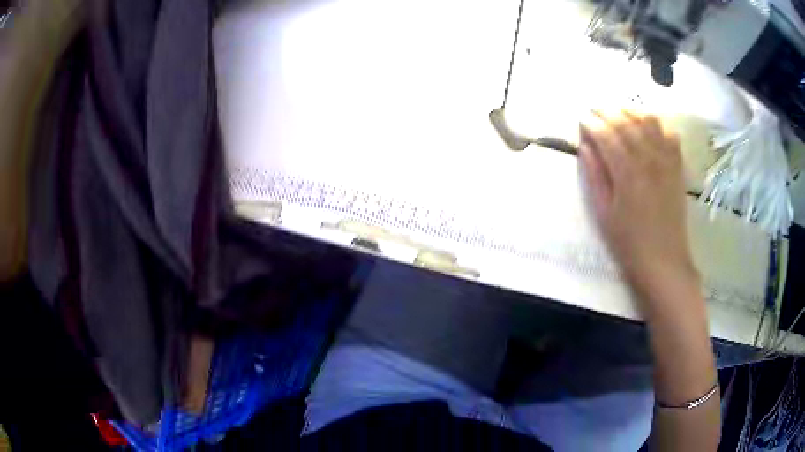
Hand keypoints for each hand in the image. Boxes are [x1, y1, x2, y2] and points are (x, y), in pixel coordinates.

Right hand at [578, 111, 699, 306]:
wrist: (664, 261)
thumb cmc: (629, 242)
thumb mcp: (604, 213)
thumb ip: (595, 175)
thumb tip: (585, 146)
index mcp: (627, 173)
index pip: (606, 135)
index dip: (591, 123)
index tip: (581, 120)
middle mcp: (648, 160)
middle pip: (626, 122)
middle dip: (607, 112)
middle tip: (594, 112)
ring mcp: (666, 161)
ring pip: (649, 121)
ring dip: (631, 112)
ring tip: (619, 114)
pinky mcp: (677, 167)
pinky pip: (670, 134)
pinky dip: (658, 125)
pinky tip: (647, 128)